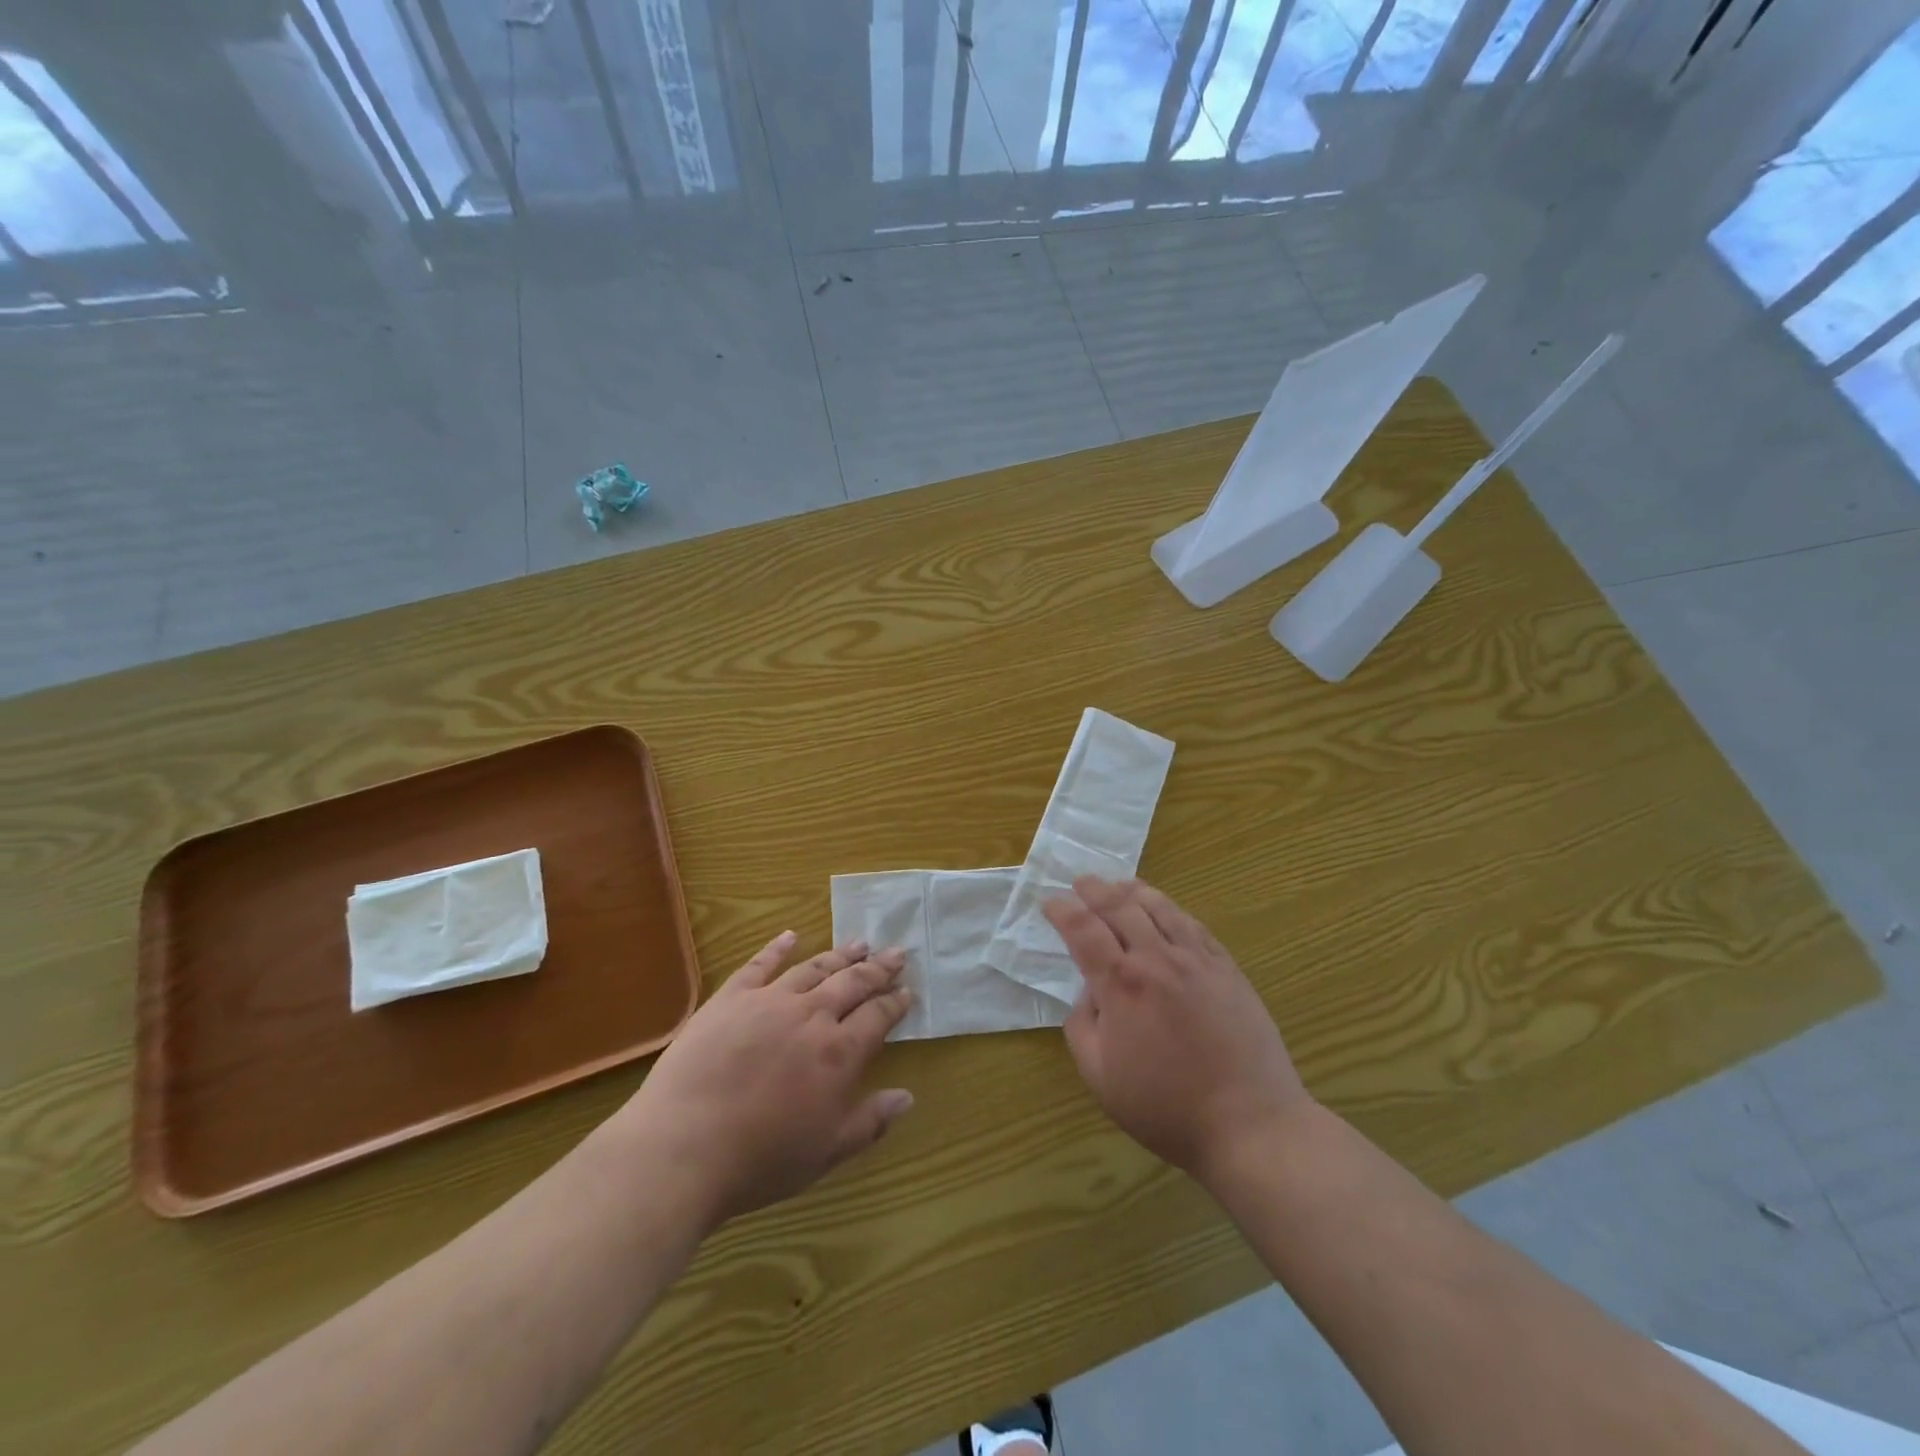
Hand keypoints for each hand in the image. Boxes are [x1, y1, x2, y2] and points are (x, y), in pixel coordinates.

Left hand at [620, 933, 914, 1225]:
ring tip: (859, 943)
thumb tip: (908, 1097)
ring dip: (840, 955)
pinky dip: (777, 948)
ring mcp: (769, 1001)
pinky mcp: (730, 999)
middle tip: (896, 954)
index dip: (895, 1003)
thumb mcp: (826, 1152)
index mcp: (839, 1052)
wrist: (683, 1146)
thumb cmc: (760, 1158)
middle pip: (852, 983)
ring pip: (813, 969)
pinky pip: (759, 965)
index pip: (878, 1017)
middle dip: (878, 968)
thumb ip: (870, 1122)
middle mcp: (811, 1016)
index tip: (908, 991)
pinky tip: (790, 936)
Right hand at [1045, 877, 1309, 1187]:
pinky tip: (1165, 910)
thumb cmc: (1166, 1106)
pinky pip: (1193, 925)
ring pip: (1159, 907)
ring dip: (1133, 891)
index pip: (1083, 929)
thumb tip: (1088, 992)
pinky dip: (1171, 909)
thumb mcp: (1100, 1077)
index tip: (1050, 904)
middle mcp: (1156, 959)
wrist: (1249, 1122)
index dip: (1062, 911)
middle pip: (1119, 907)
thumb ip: (1082, 1026)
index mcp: (1121, 983)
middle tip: (1080, 882)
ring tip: (1119, 885)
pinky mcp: (1226, 968)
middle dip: (1094, 890)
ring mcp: (1196, 960)